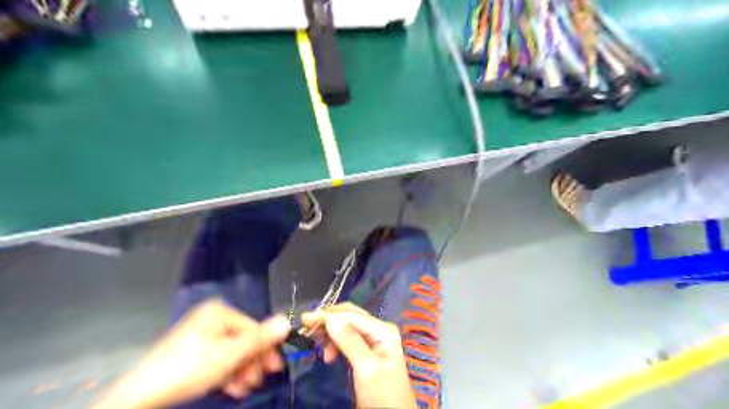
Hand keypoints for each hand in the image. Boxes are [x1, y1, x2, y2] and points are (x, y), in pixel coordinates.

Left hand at [93, 297, 290, 407]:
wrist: (140, 396)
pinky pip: (219, 359)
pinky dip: (228, 373)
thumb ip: (259, 339)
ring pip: (232, 353)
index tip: (275, 367)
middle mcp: (212, 320)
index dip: (266, 348)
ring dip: (242, 371)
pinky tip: (233, 388)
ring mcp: (202, 336)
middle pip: (243, 341)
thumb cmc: (188, 369)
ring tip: (245, 388)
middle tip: (259, 381)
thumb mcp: (229, 355)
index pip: (253, 328)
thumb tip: (286, 321)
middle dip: (252, 363)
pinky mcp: (193, 352)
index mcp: (219, 313)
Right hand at [303, 301, 415, 408]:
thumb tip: (330, 318)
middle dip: (328, 320)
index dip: (327, 315)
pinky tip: (329, 355)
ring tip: (317, 345)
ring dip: (331, 333)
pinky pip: (348, 340)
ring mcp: (375, 340)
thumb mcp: (366, 368)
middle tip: (307, 328)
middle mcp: (379, 330)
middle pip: (349, 317)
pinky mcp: (368, 352)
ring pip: (347, 327)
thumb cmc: (382, 395)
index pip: (351, 315)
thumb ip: (349, 341)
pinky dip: (336, 343)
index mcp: (383, 330)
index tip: (304, 318)